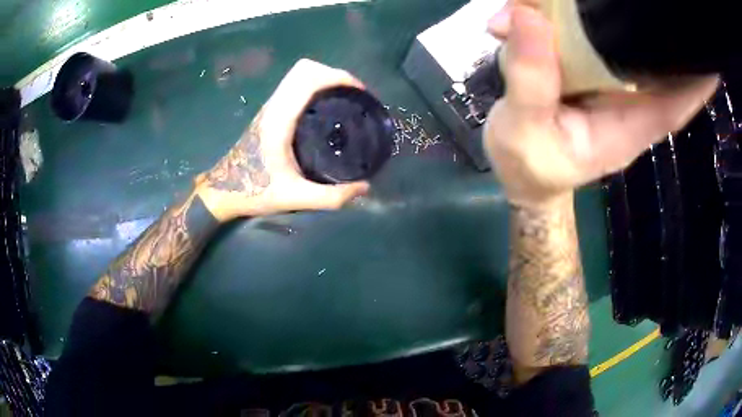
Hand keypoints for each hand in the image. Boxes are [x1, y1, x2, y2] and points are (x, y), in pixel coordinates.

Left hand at [195, 59, 369, 220]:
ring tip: (344, 99)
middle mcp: (274, 106)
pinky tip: (325, 108)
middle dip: (334, 74)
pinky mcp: (269, 113)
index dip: (338, 77)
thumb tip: (365, 188)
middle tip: (354, 96)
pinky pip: (294, 86)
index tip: (360, 93)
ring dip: (324, 78)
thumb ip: (332, 197)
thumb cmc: (254, 192)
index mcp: (280, 119)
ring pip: (298, 75)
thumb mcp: (295, 198)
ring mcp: (270, 107)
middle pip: (305, 68)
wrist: (223, 191)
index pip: (309, 78)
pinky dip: (314, 86)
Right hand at [483, 4, 718, 208]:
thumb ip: (531, 78)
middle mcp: (628, 99)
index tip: (709, 54)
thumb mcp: (524, 131)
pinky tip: (546, 3)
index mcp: (628, 125)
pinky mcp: (589, 68)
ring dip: (598, 9)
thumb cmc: (530, 165)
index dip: (699, 78)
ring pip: (620, 38)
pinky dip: (572, 13)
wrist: (522, 172)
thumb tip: (528, 15)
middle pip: (655, 58)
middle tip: (655, 0)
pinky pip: (592, 35)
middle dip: (652, 24)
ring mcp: (608, 81)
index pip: (678, 101)